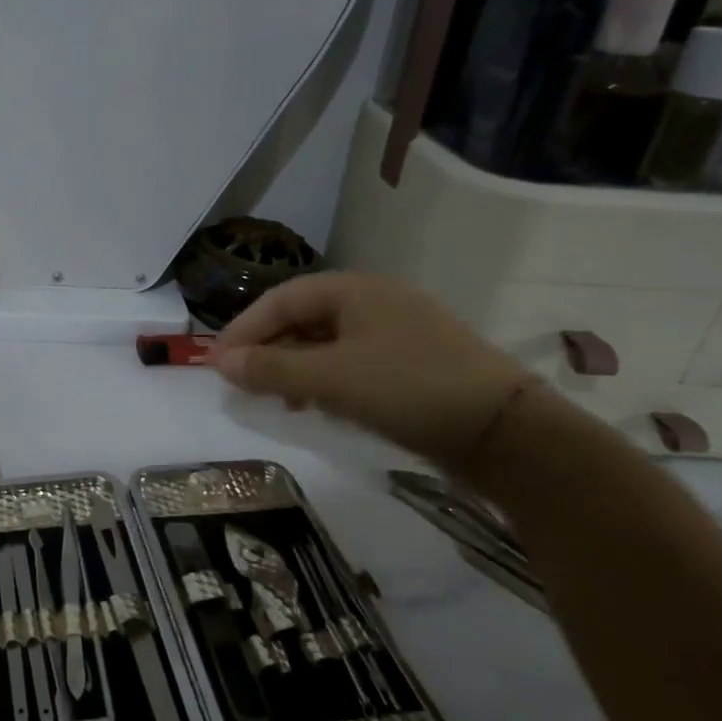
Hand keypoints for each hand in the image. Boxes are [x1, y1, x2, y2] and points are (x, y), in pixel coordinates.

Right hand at [212, 272, 529, 470]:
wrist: (504, 431)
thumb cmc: (408, 388)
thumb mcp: (331, 378)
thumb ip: (272, 369)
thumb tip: (220, 362)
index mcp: (354, 290)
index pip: (281, 299)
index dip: (244, 329)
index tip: (217, 364)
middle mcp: (375, 301)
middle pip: (304, 318)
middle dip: (269, 349)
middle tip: (243, 383)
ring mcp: (398, 331)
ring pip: (328, 342)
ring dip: (294, 366)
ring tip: (276, 398)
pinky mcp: (413, 362)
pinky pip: (353, 361)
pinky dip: (325, 379)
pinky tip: (318, 404)